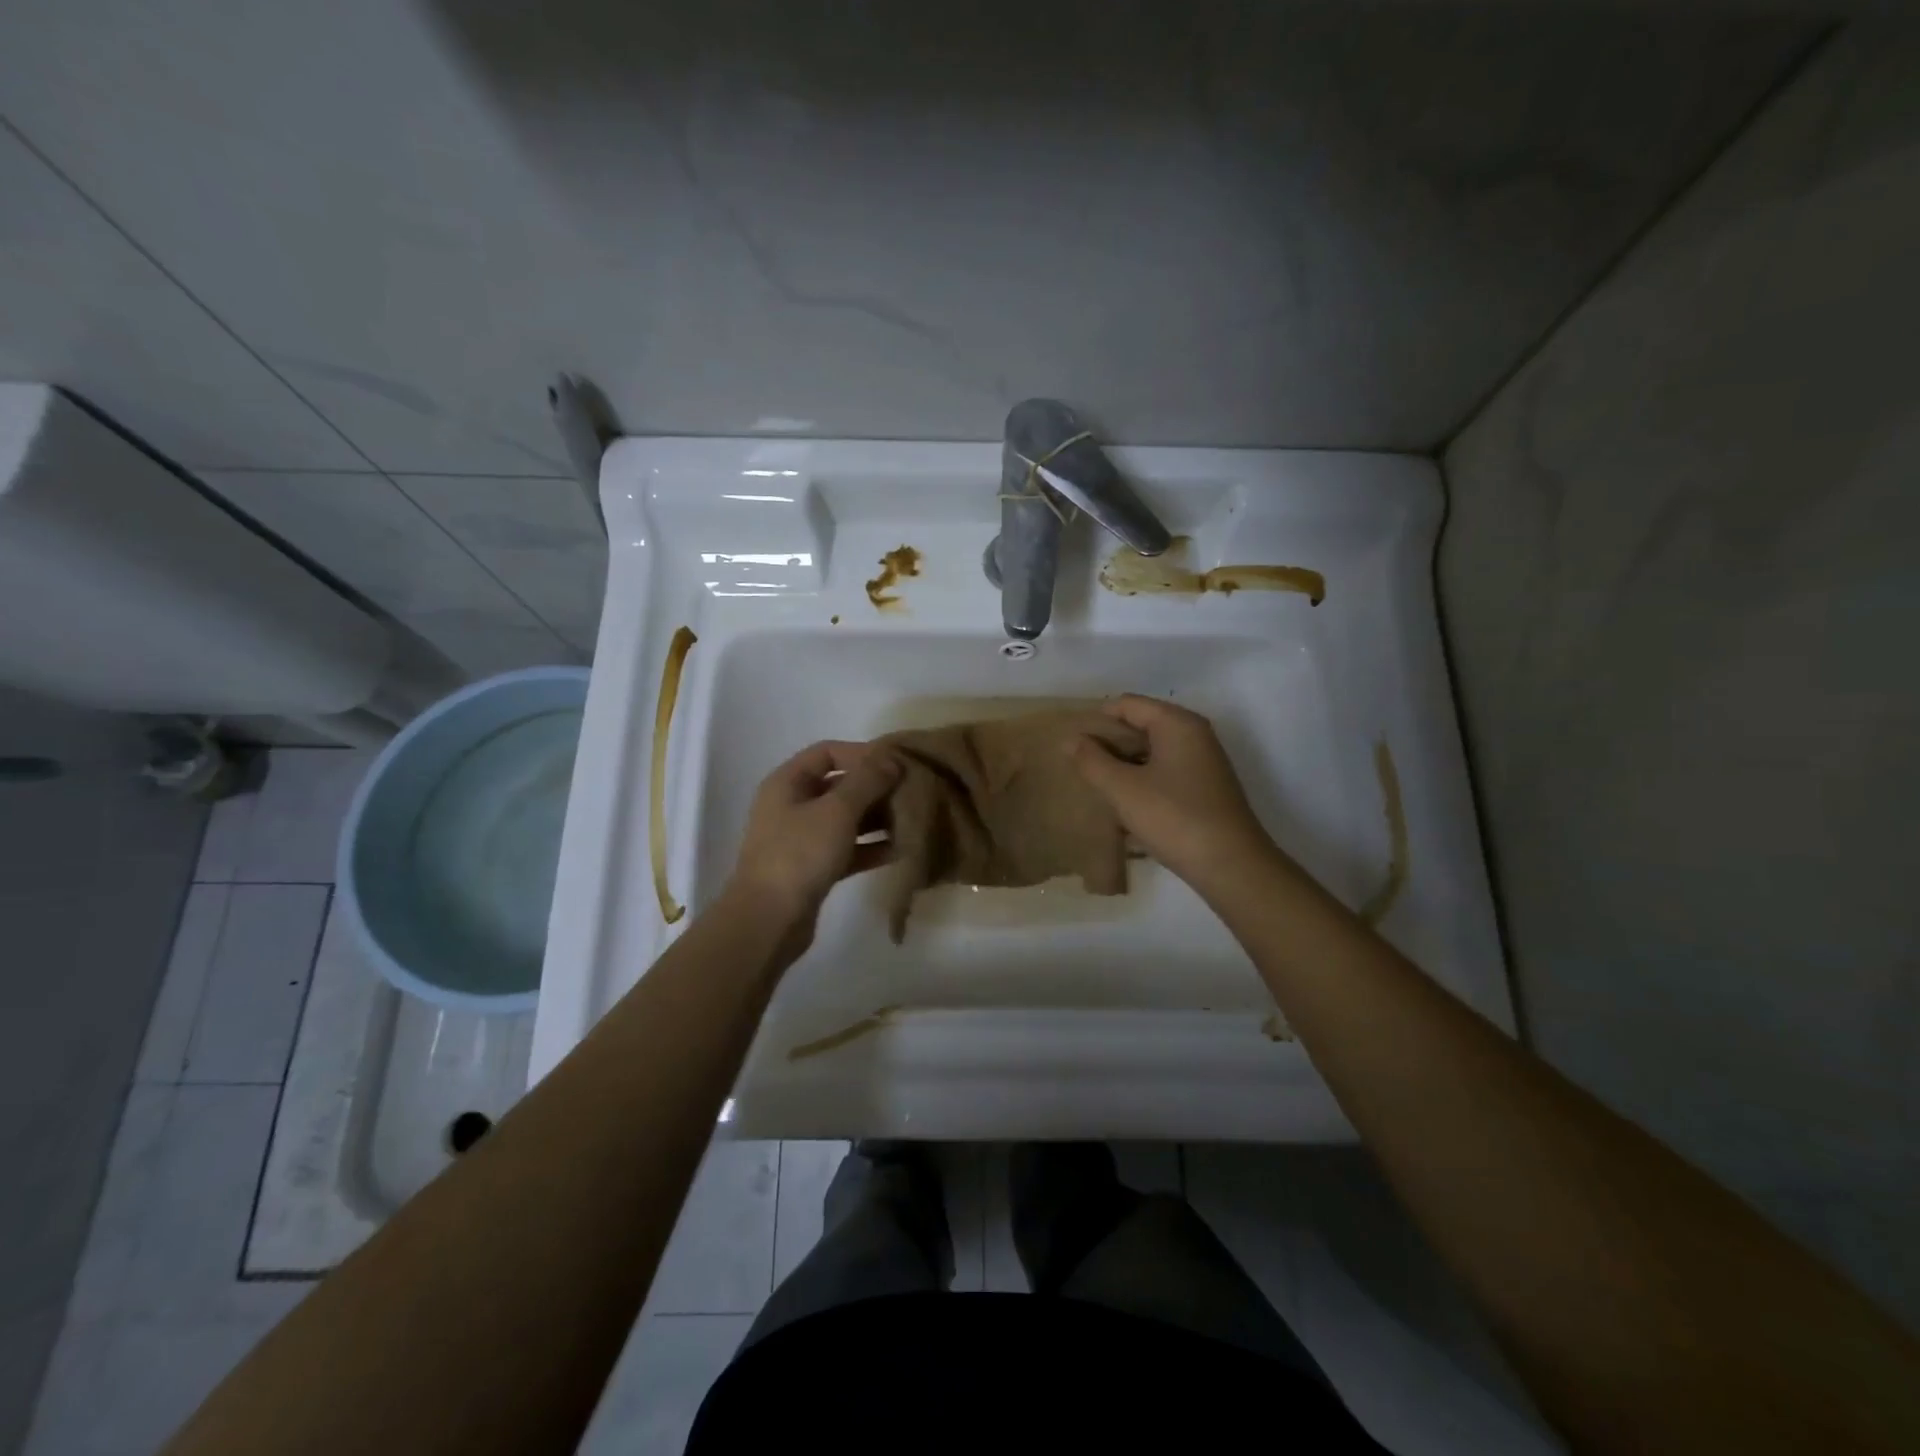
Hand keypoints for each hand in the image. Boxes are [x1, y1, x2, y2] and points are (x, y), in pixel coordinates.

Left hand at [725, 740, 901, 935]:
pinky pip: (847, 849)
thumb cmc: (800, 854)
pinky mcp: (813, 868)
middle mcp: (792, 805)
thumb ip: (867, 780)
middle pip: (839, 785)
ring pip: (846, 819)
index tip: (896, 764)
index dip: (862, 753)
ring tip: (912, 819)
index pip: (828, 752)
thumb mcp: (837, 810)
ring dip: (877, 818)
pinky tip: (901, 849)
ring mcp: (801, 839)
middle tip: (911, 792)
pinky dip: (871, 847)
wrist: (768, 920)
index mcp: (788, 782)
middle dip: (875, 787)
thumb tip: (891, 759)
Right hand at [1071, 694, 1275, 890]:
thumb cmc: (1174, 819)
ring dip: (1124, 764)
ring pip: (1152, 751)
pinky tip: (1124, 803)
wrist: (1231, 866)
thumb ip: (1092, 761)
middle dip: (1109, 743)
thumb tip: (1070, 739)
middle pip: (1141, 725)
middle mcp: (1194, 734)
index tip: (1070, 743)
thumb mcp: (1124, 790)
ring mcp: (1203, 762)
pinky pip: (1164, 771)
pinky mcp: (1205, 788)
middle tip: (1078, 765)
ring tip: (1095, 784)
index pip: (1127, 704)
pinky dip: (1142, 780)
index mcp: (1177, 724)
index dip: (1096, 720)